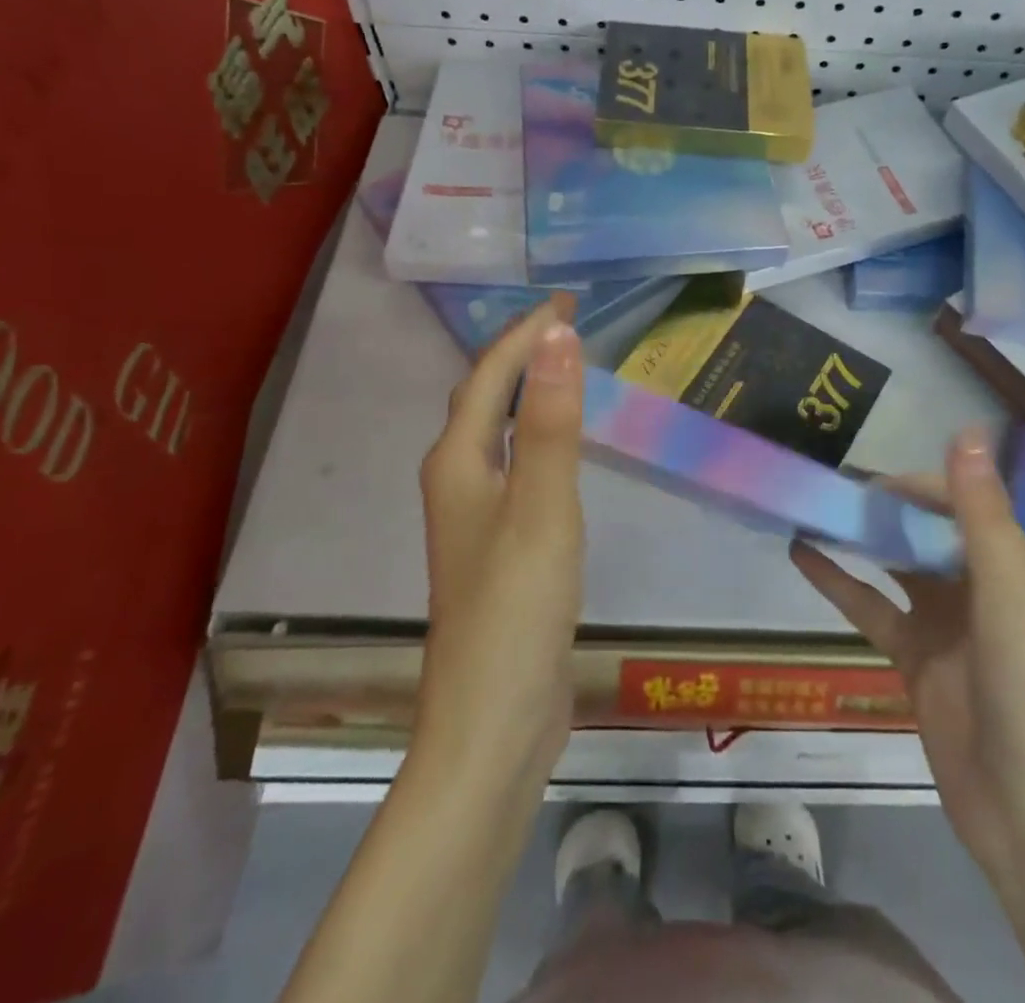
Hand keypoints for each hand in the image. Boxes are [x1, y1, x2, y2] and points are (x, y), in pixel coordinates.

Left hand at [415, 294, 584, 785]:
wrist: (494, 723)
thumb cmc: (516, 608)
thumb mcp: (542, 505)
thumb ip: (550, 421)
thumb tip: (556, 336)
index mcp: (458, 463)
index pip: (489, 376)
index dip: (525, 333)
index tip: (567, 302)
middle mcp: (457, 482)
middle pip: (483, 400)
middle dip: (520, 354)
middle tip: (567, 325)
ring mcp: (474, 519)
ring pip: (495, 435)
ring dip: (524, 393)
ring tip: (562, 368)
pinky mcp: (497, 548)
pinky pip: (514, 468)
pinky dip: (535, 437)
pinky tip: (557, 448)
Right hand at [792, 428, 1024, 882]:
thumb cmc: (1024, 687)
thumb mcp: (1005, 590)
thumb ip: (979, 510)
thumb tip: (964, 429)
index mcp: (1006, 561)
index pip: (955, 500)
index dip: (912, 484)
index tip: (863, 478)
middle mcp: (975, 583)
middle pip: (922, 529)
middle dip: (879, 507)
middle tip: (824, 488)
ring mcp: (942, 622)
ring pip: (892, 564)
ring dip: (857, 538)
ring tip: (808, 509)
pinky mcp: (914, 656)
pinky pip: (871, 606)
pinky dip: (838, 580)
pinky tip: (801, 556)